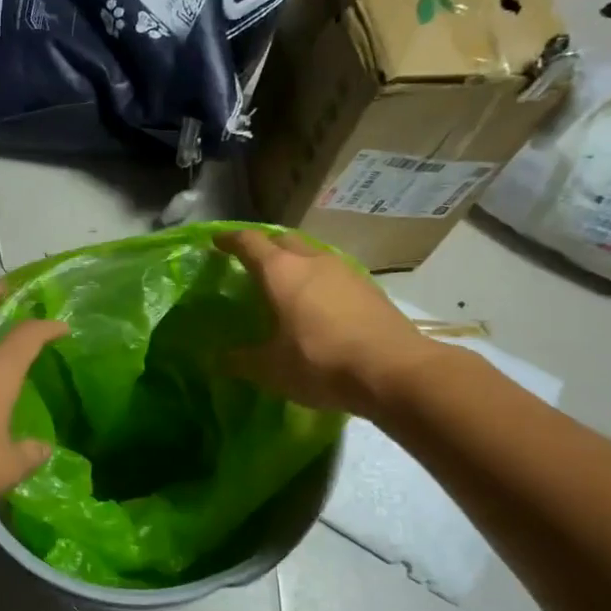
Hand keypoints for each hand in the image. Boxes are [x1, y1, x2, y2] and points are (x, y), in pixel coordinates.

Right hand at [217, 229, 437, 416]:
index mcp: (281, 271)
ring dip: (295, 262)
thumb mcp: (271, 369)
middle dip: (265, 247)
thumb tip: (218, 358)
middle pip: (283, 241)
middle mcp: (312, 261)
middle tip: (252, 262)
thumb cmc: (320, 363)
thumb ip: (241, 360)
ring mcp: (345, 271)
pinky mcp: (368, 287)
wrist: (393, 370)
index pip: (249, 242)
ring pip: (312, 255)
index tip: (217, 242)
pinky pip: (333, 273)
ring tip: (285, 283)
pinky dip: (318, 280)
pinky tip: (318, 303)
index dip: (230, 240)